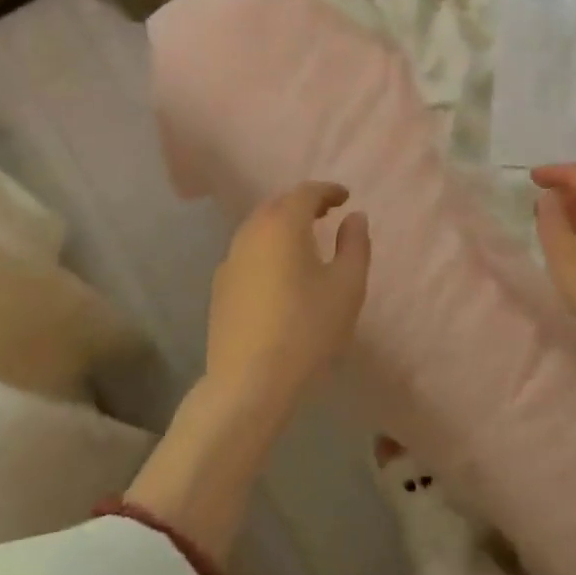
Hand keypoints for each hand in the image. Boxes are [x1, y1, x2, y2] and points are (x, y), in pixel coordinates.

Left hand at [205, 181, 370, 416]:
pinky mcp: (220, 288)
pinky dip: (267, 248)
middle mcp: (251, 234)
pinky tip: (279, 272)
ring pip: (258, 228)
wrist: (249, 383)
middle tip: (327, 213)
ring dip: (282, 225)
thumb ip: (355, 244)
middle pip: (277, 205)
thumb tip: (354, 217)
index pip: (305, 192)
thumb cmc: (307, 330)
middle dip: (303, 204)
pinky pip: (247, 252)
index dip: (328, 191)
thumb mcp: (347, 286)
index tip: (346, 198)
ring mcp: (230, 261)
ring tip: (305, 241)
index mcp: (283, 226)